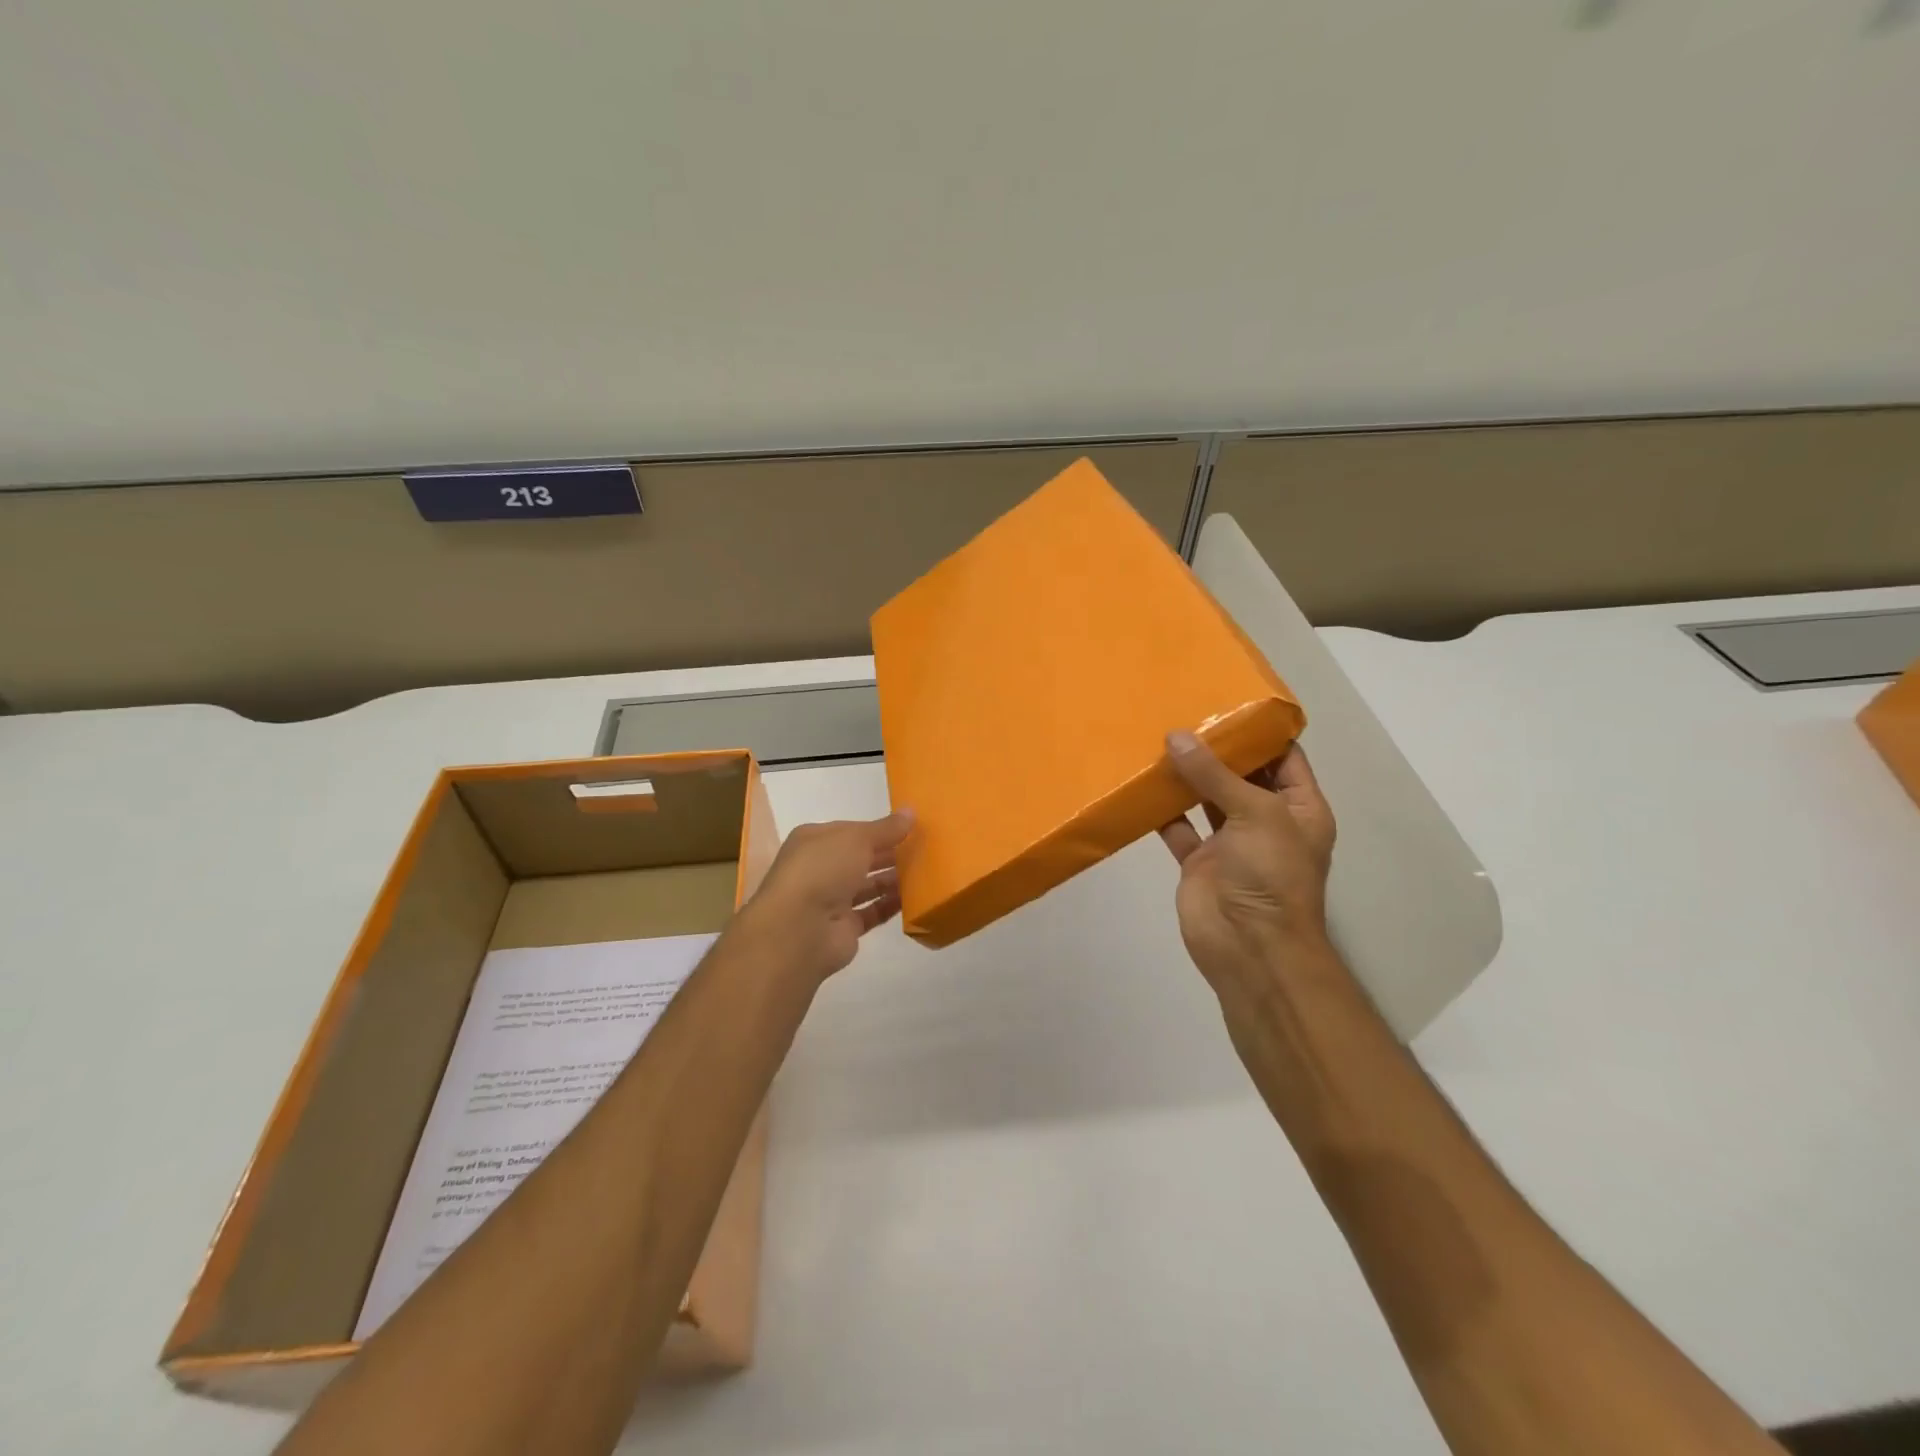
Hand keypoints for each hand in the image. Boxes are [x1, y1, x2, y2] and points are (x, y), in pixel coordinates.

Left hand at [740, 810, 914, 981]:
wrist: (799, 929)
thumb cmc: (822, 869)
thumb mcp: (856, 838)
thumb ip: (886, 828)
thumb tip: (911, 811)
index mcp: (815, 841)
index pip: (852, 831)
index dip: (880, 829)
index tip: (912, 828)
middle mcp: (820, 868)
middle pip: (861, 858)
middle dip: (890, 854)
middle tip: (926, 850)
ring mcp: (831, 900)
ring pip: (868, 885)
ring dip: (893, 879)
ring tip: (927, 872)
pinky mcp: (844, 927)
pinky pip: (873, 912)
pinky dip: (892, 905)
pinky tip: (916, 897)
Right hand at [1157, 733, 1336, 988]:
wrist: (1250, 947)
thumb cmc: (1271, 873)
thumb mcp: (1255, 813)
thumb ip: (1214, 774)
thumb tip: (1176, 736)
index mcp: (1298, 807)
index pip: (1284, 757)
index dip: (1260, 731)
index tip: (1227, 699)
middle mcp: (1265, 820)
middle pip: (1240, 774)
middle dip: (1215, 748)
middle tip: (1183, 711)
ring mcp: (1230, 842)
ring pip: (1205, 798)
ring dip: (1186, 775)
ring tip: (1158, 736)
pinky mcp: (1198, 860)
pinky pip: (1177, 826)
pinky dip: (1161, 808)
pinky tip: (1141, 781)